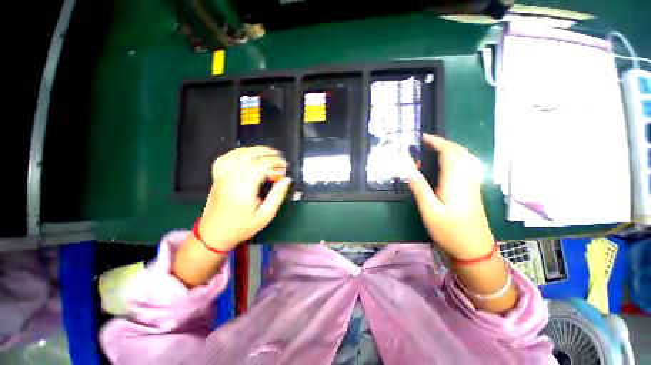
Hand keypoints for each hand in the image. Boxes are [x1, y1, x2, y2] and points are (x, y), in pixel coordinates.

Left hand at [198, 146, 291, 250]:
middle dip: (266, 152)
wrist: (214, 234)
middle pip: (249, 155)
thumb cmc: (242, 226)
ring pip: (237, 154)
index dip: (275, 162)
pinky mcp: (217, 177)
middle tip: (279, 155)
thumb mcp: (265, 215)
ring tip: (266, 152)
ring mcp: (222, 176)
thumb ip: (277, 196)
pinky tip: (245, 155)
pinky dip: (236, 153)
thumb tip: (286, 180)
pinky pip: (224, 158)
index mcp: (245, 187)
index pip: (261, 165)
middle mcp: (232, 178)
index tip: (285, 166)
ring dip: (253, 150)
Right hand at [408, 134, 493, 259]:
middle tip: (427, 142)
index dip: (437, 142)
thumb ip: (420, 189)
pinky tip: (452, 162)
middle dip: (445, 143)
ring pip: (467, 158)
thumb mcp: (430, 212)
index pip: (449, 153)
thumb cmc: (450, 231)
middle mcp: (466, 179)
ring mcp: (472, 184)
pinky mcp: (473, 190)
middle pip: (460, 152)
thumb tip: (410, 171)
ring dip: (453, 148)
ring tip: (437, 148)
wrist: (475, 249)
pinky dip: (459, 157)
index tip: (424, 138)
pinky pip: (469, 165)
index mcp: (455, 182)